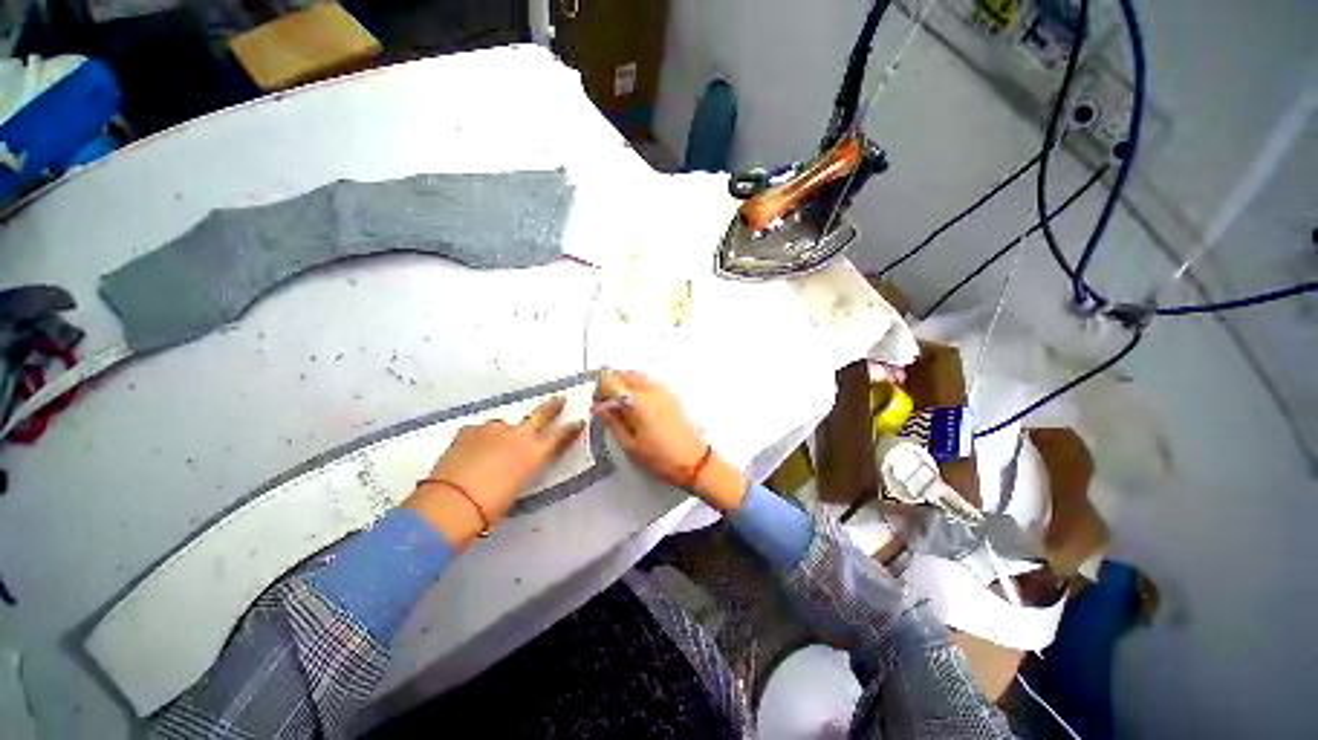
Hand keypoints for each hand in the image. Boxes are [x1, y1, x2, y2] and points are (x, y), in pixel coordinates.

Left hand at [405, 397, 583, 546]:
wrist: (452, 504)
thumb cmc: (491, 507)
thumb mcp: (518, 487)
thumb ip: (522, 469)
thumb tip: (516, 464)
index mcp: (535, 453)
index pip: (560, 437)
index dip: (571, 429)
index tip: (578, 422)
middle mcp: (519, 435)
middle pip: (541, 414)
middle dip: (553, 406)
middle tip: (560, 399)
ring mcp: (493, 429)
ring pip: (503, 425)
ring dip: (503, 432)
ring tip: (493, 446)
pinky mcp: (469, 430)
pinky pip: (480, 432)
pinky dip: (479, 439)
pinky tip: (471, 451)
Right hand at [594, 369, 747, 512]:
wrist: (693, 460)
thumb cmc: (663, 457)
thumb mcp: (628, 444)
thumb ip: (611, 421)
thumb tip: (601, 408)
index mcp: (637, 401)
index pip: (609, 380)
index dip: (598, 391)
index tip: (598, 404)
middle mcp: (650, 389)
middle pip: (621, 374)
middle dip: (610, 387)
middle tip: (606, 405)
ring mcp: (662, 390)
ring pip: (634, 376)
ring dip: (623, 386)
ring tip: (621, 408)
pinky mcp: (669, 394)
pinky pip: (647, 383)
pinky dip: (636, 389)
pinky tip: (636, 408)